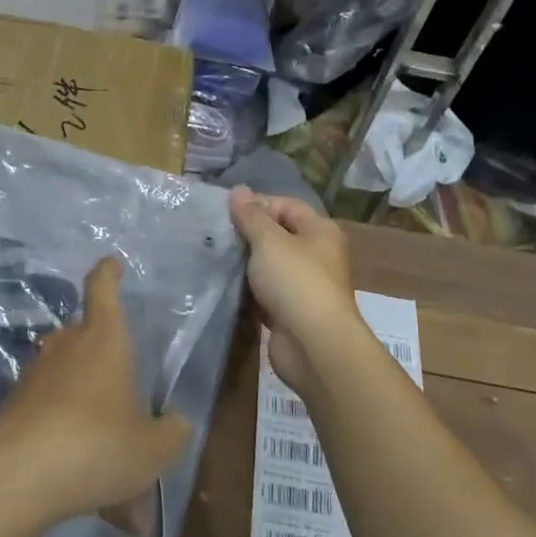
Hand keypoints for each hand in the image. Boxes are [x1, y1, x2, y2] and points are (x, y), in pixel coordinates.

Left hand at [0, 256, 191, 536]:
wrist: (16, 479)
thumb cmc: (97, 446)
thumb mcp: (153, 449)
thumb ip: (172, 433)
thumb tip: (176, 423)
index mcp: (103, 339)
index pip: (102, 288)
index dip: (108, 272)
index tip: (112, 263)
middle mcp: (66, 346)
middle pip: (87, 340)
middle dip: (108, 368)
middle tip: (129, 410)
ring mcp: (34, 376)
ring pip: (70, 386)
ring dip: (90, 417)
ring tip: (114, 477)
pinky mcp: (13, 409)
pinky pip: (51, 418)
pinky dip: (68, 444)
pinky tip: (85, 490)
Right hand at [229, 186, 366, 393]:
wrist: (314, 346)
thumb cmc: (295, 282)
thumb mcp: (269, 241)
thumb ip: (251, 215)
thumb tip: (239, 190)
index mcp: (320, 231)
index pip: (286, 205)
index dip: (258, 204)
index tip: (227, 212)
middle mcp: (317, 255)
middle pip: (278, 235)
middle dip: (248, 235)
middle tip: (216, 235)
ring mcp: (305, 286)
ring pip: (270, 266)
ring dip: (246, 265)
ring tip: (215, 258)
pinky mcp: (291, 313)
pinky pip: (266, 294)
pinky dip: (249, 291)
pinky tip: (225, 287)